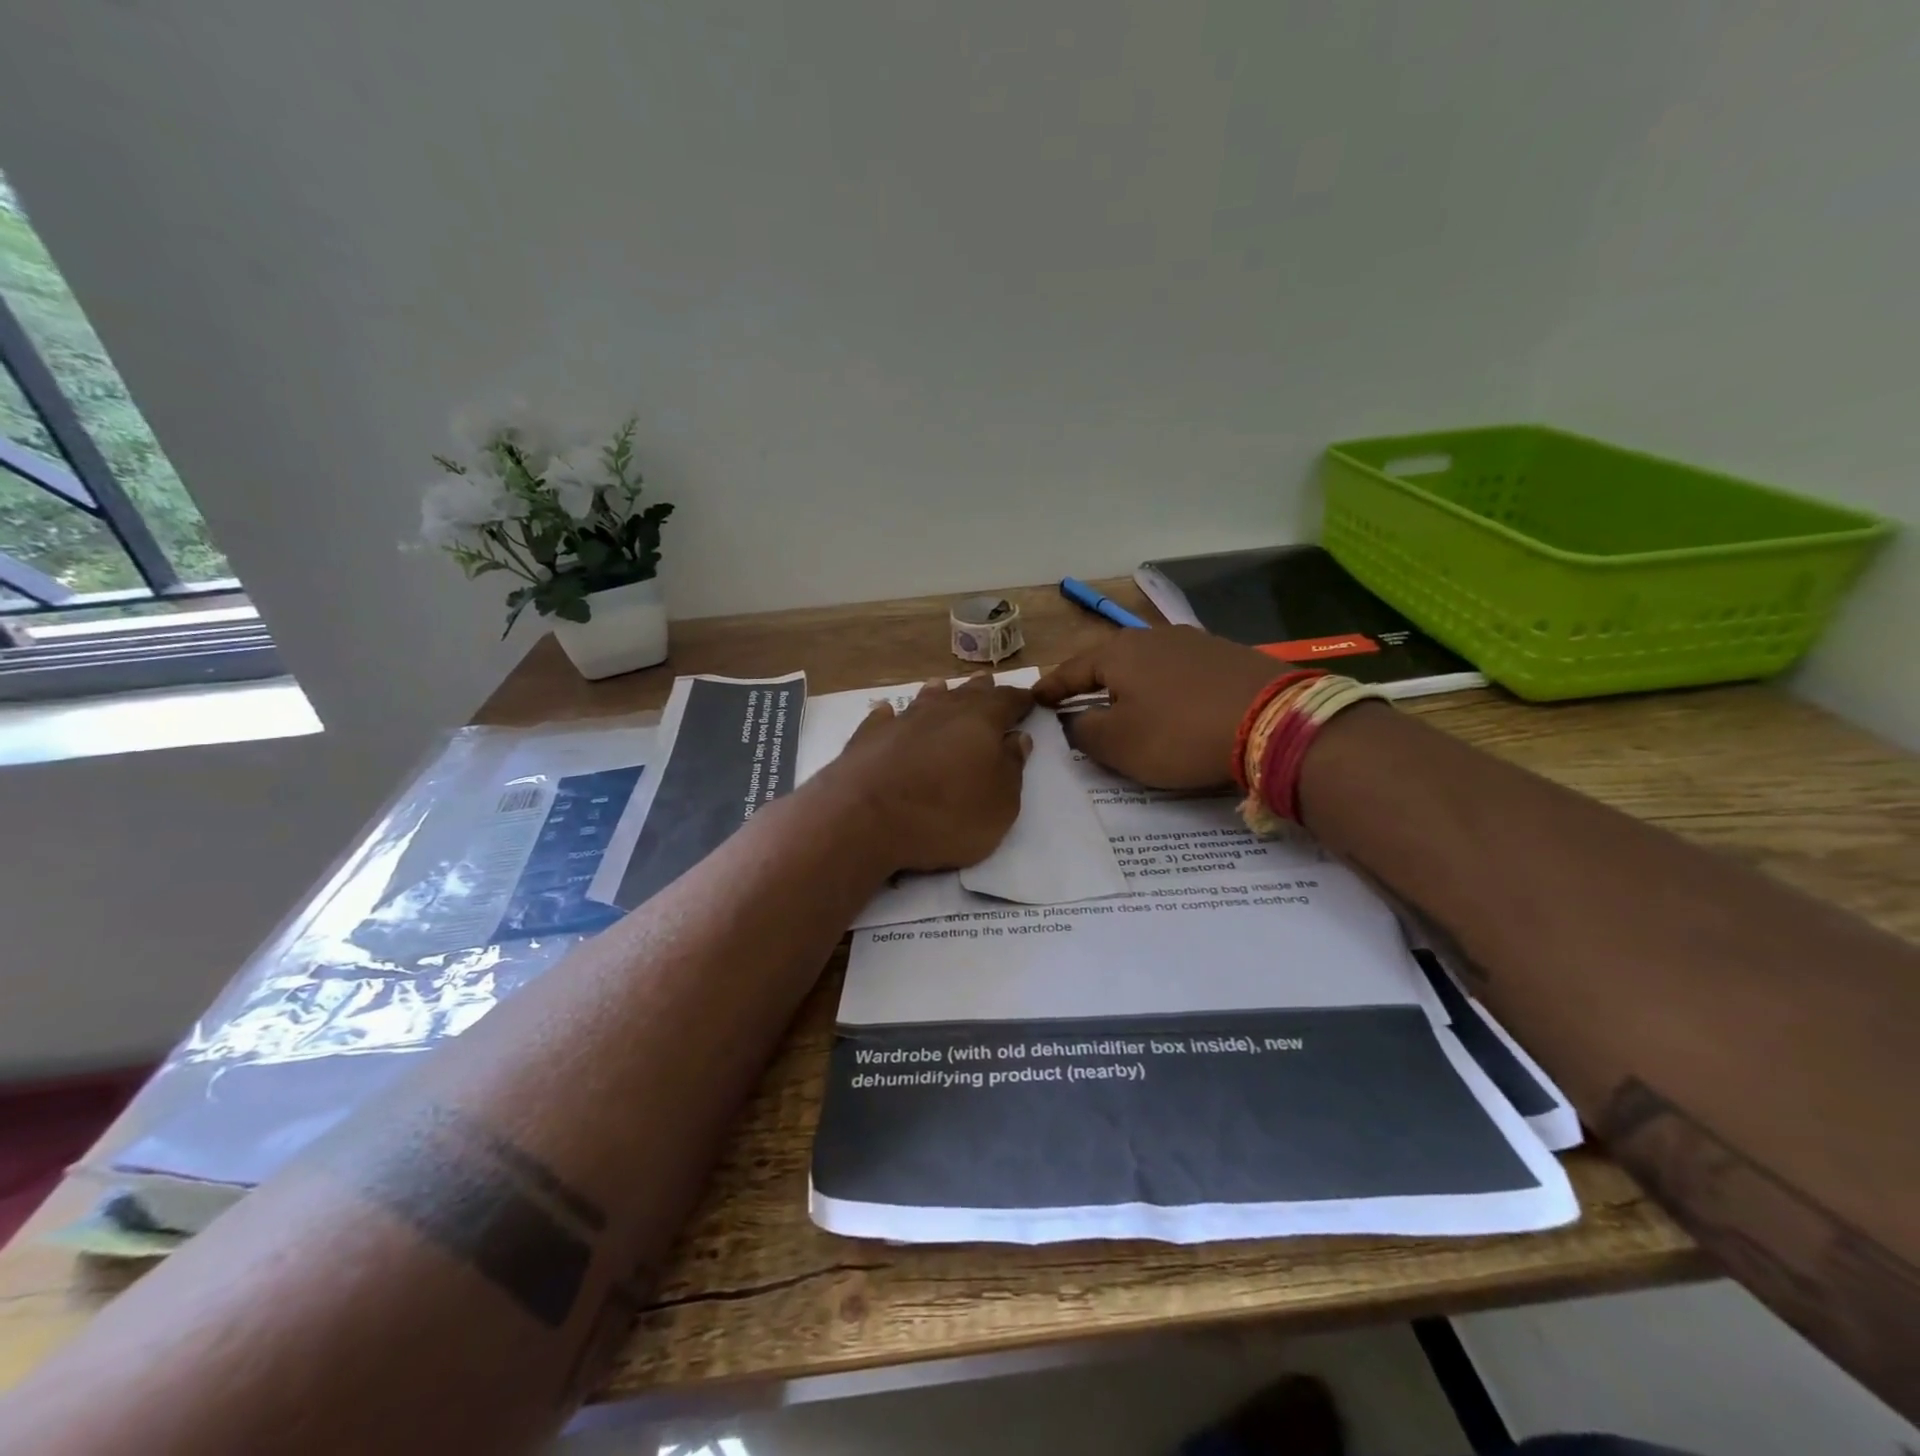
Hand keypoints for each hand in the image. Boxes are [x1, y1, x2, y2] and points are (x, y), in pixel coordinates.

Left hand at [822, 675, 1034, 872]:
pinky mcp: (866, 737)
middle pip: (966, 693)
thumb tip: (1017, 738)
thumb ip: (1012, 768)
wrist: (865, 819)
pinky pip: (883, 718)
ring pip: (925, 698)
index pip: (1007, 701)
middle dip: (981, 689)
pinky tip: (887, 713)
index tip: (1030, 698)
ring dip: (937, 694)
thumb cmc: (946, 814)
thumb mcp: (1000, 804)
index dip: (1020, 700)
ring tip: (942, 687)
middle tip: (988, 682)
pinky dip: (891, 715)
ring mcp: (900, 721)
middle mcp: (941, 711)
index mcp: (980, 721)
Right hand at [1034, 626, 1280, 788]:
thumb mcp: (1117, 743)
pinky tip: (1173, 708)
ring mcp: (1194, 642)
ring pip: (1147, 667)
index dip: (1051, 688)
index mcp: (1118, 653)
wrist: (1273, 722)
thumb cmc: (1178, 733)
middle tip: (1076, 705)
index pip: (1071, 670)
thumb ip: (1083, 730)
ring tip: (1125, 709)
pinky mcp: (1227, 656)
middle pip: (1110, 663)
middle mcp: (1152, 637)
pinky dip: (1166, 691)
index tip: (1034, 699)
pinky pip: (1180, 674)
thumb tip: (1074, 720)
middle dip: (1091, 685)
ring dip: (1131, 688)